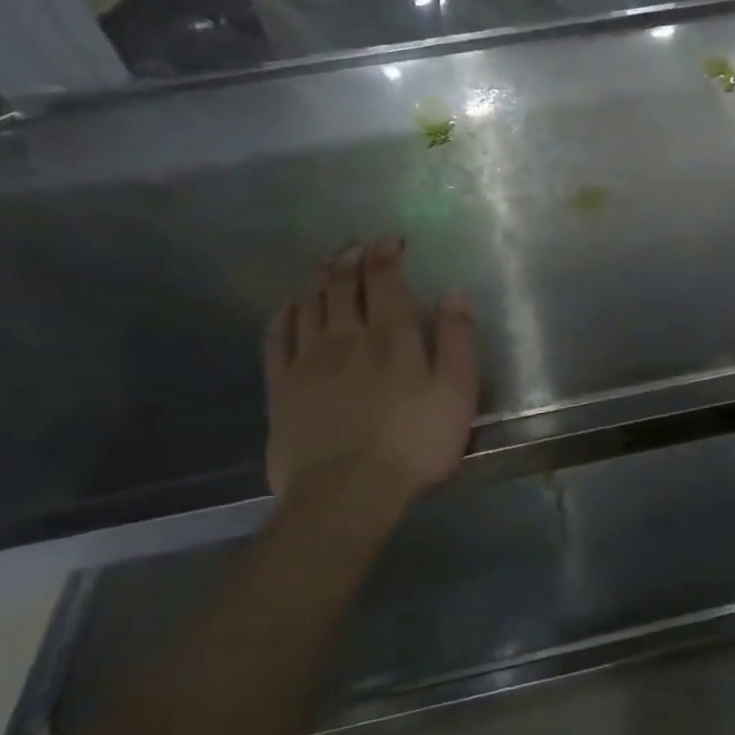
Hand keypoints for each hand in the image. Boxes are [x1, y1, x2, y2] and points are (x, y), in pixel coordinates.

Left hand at [264, 237, 478, 526]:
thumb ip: (458, 339)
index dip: (386, 254)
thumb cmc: (415, 443)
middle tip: (357, 244)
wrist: (347, 494)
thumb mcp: (458, 392)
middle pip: (342, 285)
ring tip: (327, 264)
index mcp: (391, 336)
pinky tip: (290, 305)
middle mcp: (345, 337)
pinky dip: (284, 314)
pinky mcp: (281, 388)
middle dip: (351, 259)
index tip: (391, 239)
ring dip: (319, 278)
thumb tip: (453, 294)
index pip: (384, 280)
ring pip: (309, 304)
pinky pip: (276, 338)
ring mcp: (307, 361)